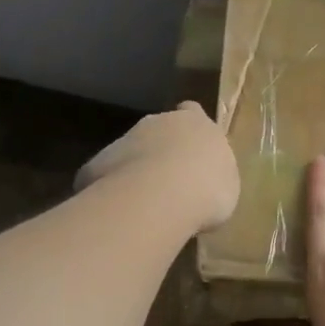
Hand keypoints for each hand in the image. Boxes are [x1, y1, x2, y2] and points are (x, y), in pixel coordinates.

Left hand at [76, 102, 239, 233]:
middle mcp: (158, 122)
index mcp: (195, 122)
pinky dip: (113, 191)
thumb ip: (214, 175)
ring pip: (130, 151)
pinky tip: (121, 213)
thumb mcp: (226, 184)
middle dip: (161, 150)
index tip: (191, 147)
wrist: (159, 197)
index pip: (192, 111)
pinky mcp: (97, 163)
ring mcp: (125, 139)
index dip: (190, 128)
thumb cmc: (207, 188)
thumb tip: (205, 182)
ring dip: (136, 170)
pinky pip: (107, 176)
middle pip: (158, 130)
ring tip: (145, 204)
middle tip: (169, 183)